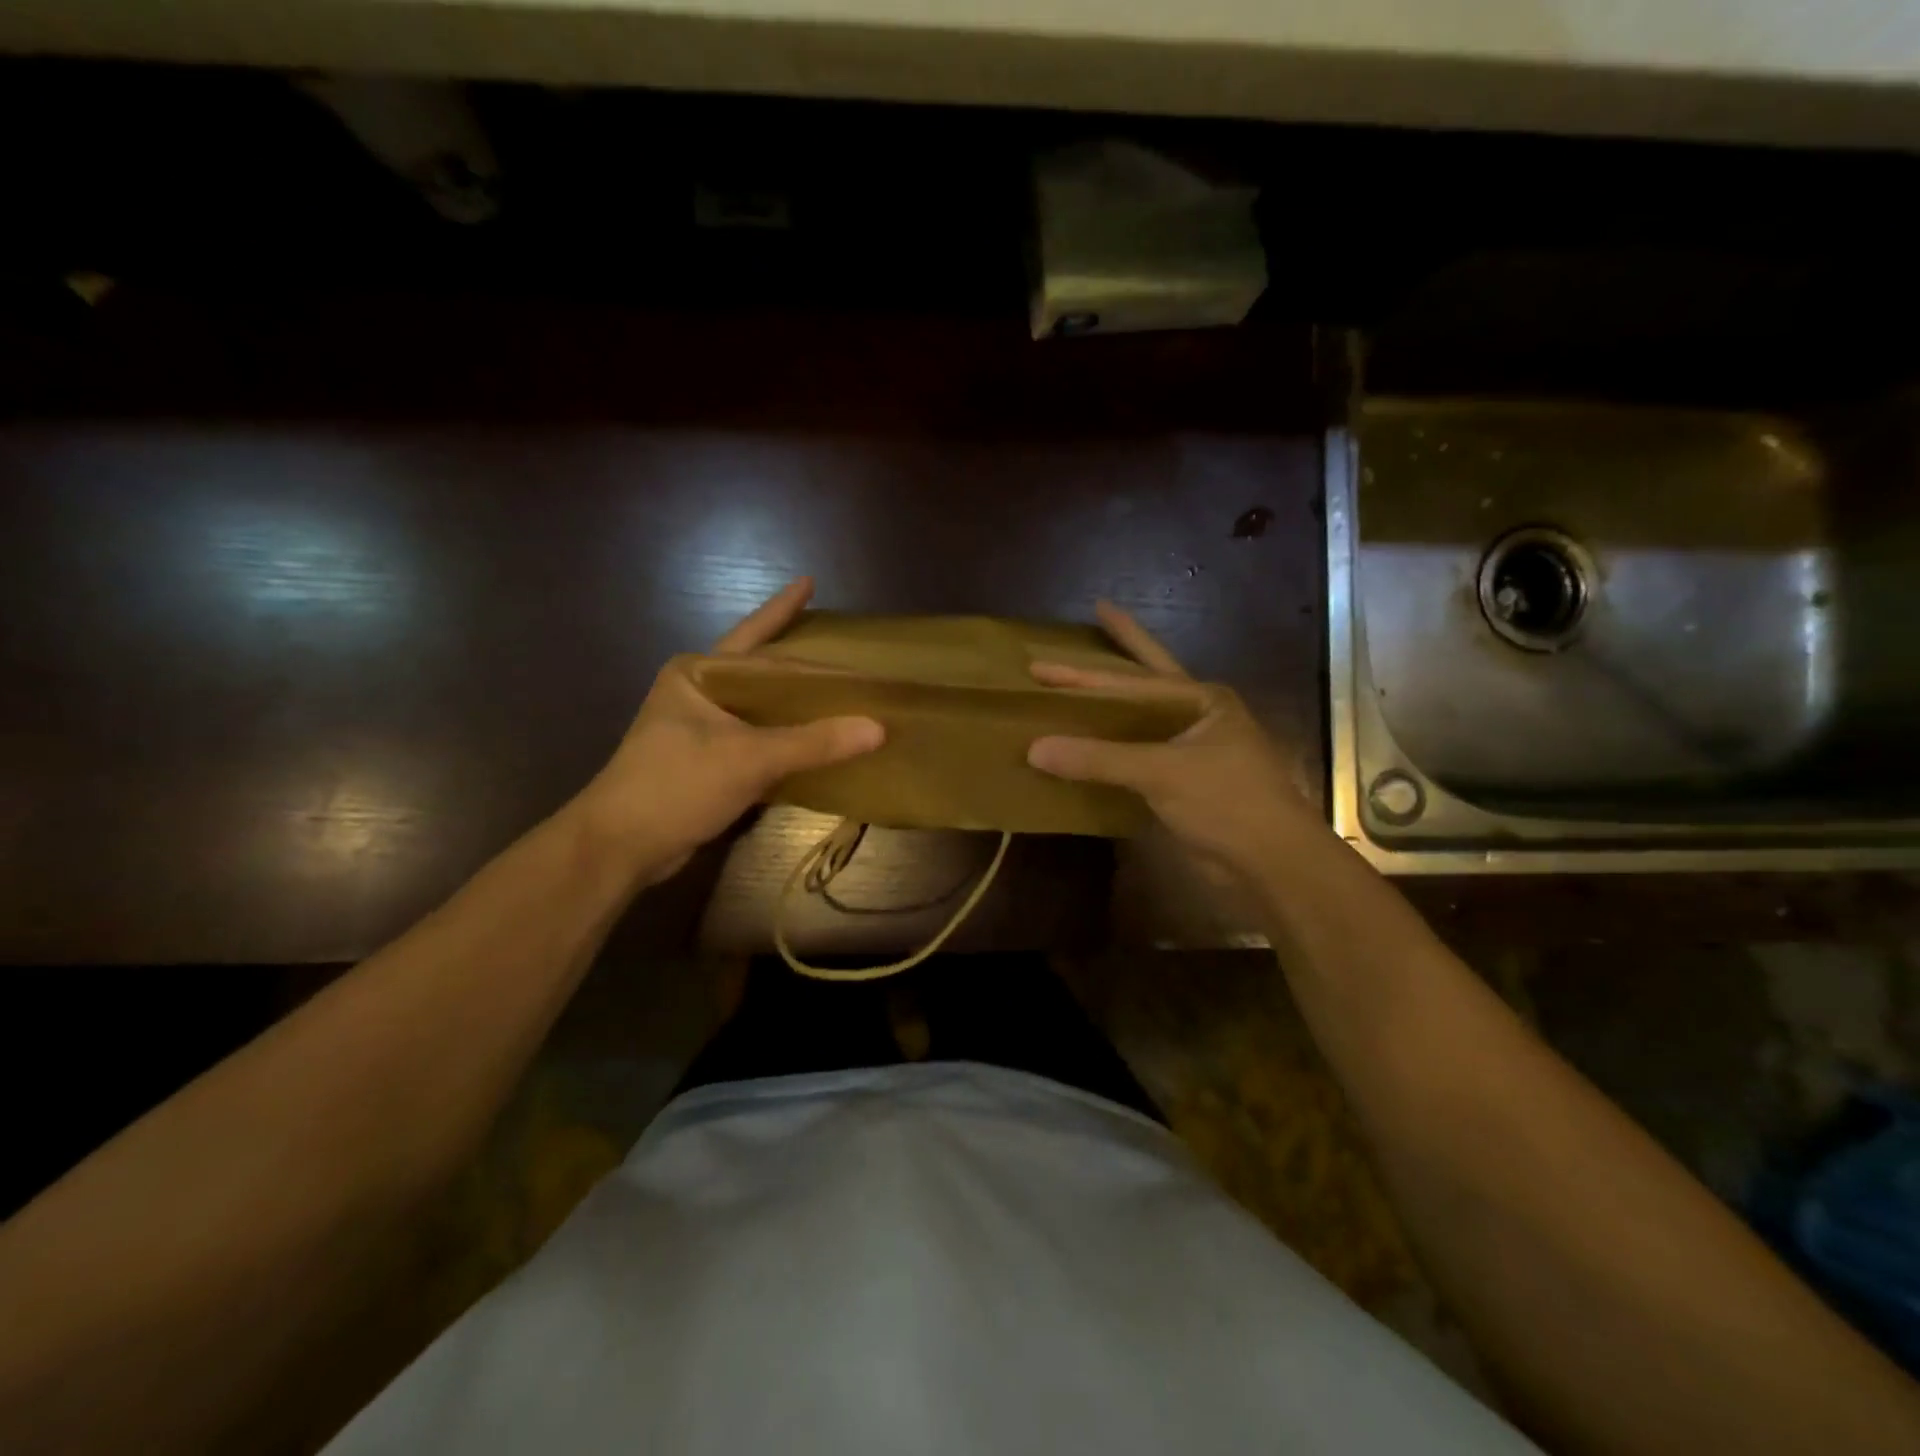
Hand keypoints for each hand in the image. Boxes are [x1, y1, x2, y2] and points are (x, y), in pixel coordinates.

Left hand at [574, 579, 883, 885]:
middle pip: (760, 671)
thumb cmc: (677, 785)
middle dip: (800, 664)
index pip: (754, 638)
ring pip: (760, 707)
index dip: (783, 610)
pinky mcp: (706, 761)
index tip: (809, 581)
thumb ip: (814, 742)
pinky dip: (787, 738)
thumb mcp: (750, 759)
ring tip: (835, 691)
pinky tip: (814, 739)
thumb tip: (878, 728)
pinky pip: (757, 738)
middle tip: (842, 654)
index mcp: (697, 673)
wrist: (620, 846)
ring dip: (795, 703)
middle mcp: (696, 691)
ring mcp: (699, 728)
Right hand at [1026, 602, 1321, 887]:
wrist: (1271, 863)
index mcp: (1202, 700)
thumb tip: (1035, 749)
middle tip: (1097, 614)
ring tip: (1080, 683)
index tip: (1042, 662)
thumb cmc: (1227, 801)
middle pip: (1148, 678)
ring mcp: (1191, 750)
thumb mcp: (1162, 772)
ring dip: (1110, 705)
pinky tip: (1086, 747)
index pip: (1132, 679)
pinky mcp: (1182, 783)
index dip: (1085, 671)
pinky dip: (1110, 752)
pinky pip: (1136, 757)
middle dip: (1121, 650)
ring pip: (1141, 719)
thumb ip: (1100, 759)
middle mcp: (1198, 717)